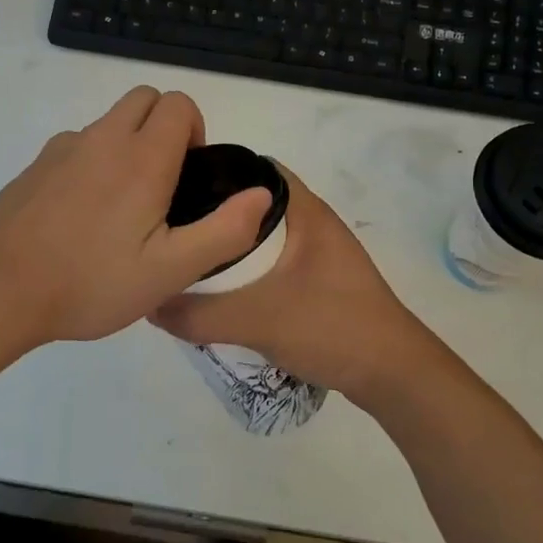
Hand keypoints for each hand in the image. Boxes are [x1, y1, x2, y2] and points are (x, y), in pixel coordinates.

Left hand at [0, 87, 271, 348]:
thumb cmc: (90, 281)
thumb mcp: (170, 271)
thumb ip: (223, 231)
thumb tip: (261, 193)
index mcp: (142, 158)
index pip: (179, 104)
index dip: (195, 131)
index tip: (188, 177)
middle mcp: (103, 139)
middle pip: (145, 98)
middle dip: (165, 126)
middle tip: (163, 185)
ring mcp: (64, 148)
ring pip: (110, 122)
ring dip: (128, 144)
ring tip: (122, 209)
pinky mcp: (36, 165)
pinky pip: (78, 145)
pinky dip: (94, 162)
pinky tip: (82, 216)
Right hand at [151, 166, 437, 404]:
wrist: (393, 374)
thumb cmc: (331, 327)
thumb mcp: (256, 320)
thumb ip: (199, 313)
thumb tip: (149, 303)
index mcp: (305, 211)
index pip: (255, 168)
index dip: (216, 170)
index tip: (176, 187)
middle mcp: (314, 222)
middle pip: (255, 203)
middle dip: (216, 212)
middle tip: (174, 226)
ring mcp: (321, 253)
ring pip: (266, 235)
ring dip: (233, 243)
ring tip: (190, 255)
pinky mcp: (322, 280)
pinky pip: (276, 261)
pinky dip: (250, 267)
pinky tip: (224, 288)